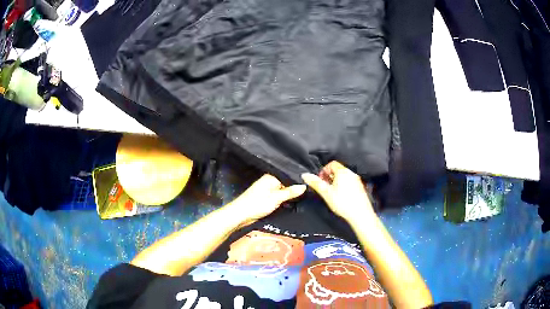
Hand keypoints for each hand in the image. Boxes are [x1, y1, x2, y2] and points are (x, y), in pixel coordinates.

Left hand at [226, 174, 305, 225]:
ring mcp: (269, 189)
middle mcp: (271, 181)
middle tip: (311, 189)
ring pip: (284, 189)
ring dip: (291, 193)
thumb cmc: (256, 204)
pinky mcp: (268, 197)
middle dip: (296, 187)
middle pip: (287, 182)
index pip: (289, 175)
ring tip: (306, 195)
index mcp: (272, 177)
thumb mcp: (276, 198)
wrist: (240, 215)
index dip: (300, 179)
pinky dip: (286, 198)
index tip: (312, 182)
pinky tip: (294, 201)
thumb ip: (290, 192)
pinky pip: (280, 195)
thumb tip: (305, 185)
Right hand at [302, 161, 375, 222]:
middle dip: (329, 177)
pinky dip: (343, 186)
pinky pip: (349, 182)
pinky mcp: (360, 187)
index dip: (324, 171)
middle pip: (338, 170)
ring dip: (336, 182)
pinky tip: (341, 197)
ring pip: (343, 177)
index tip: (320, 180)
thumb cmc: (343, 203)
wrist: (360, 214)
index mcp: (343, 172)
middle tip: (325, 187)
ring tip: (332, 193)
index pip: (331, 164)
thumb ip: (316, 183)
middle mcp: (351, 173)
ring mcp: (357, 180)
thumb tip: (305, 175)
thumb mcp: (326, 193)